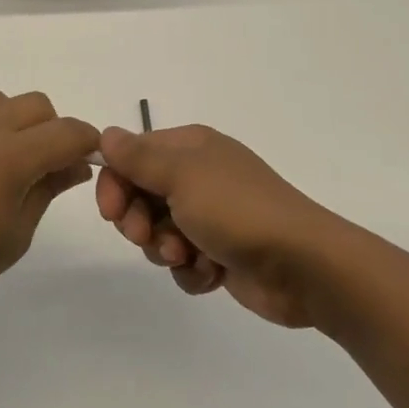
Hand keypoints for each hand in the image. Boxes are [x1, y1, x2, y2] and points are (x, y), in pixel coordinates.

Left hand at [0, 91, 101, 311]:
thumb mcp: (14, 235)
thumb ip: (48, 190)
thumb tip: (75, 164)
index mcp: (12, 156)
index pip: (68, 132)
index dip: (87, 143)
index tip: (86, 163)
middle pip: (37, 105)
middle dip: (53, 129)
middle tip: (44, 168)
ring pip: (2, 101)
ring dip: (16, 122)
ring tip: (3, 162)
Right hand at [95, 124, 335, 327]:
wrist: (303, 266)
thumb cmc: (238, 210)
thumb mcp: (181, 175)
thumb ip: (138, 157)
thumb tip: (105, 133)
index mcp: (190, 149)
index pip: (132, 157)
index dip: (115, 184)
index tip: (112, 212)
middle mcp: (198, 177)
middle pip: (141, 197)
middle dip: (138, 222)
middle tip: (146, 237)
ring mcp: (210, 217)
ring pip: (158, 233)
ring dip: (164, 249)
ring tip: (186, 256)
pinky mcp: (220, 254)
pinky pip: (183, 261)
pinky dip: (190, 270)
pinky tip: (209, 274)